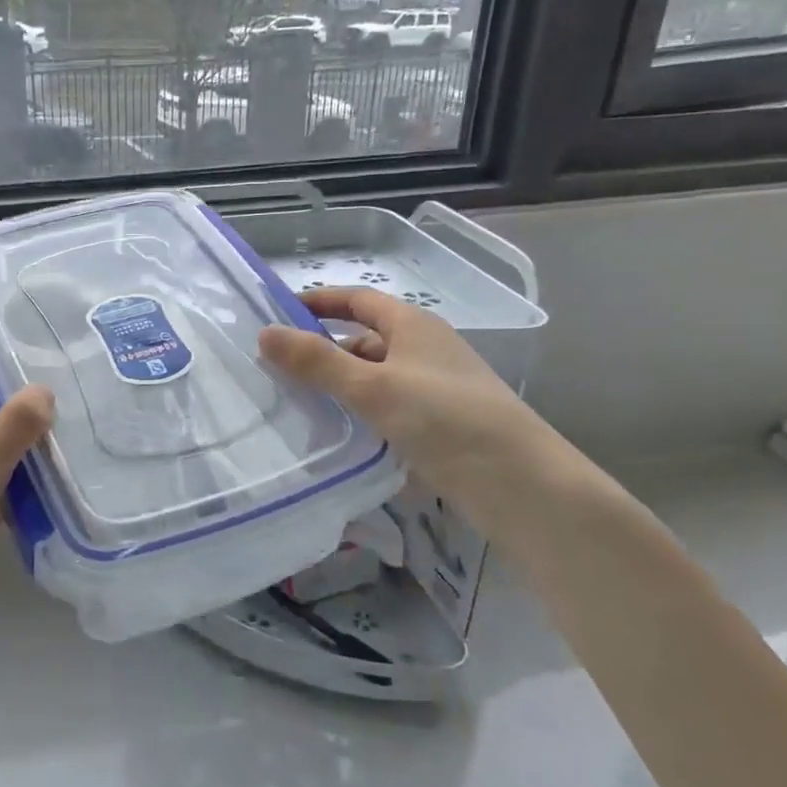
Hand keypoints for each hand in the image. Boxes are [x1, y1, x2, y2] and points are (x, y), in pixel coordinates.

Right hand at [257, 287, 544, 502]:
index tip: (277, 312)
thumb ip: (317, 362)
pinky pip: (386, 410)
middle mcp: (424, 351)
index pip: (358, 300)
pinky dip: (359, 415)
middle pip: (363, 340)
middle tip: (275, 368)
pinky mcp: (437, 427)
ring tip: (294, 404)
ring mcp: (432, 390)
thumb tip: (264, 334)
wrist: (522, 485)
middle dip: (321, 350)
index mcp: (413, 326)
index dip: (319, 301)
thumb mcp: (373, 387)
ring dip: (338, 386)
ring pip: (373, 378)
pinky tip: (335, 435)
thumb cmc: (446, 419)